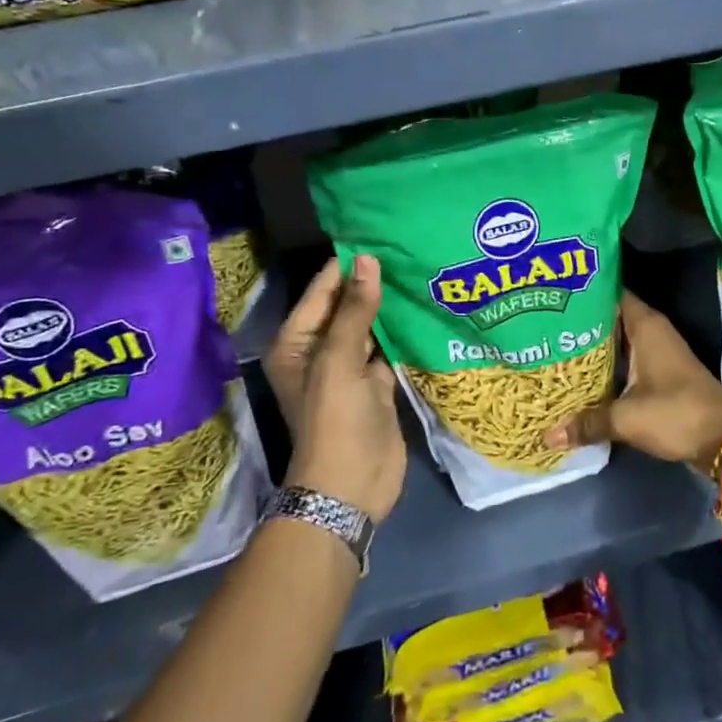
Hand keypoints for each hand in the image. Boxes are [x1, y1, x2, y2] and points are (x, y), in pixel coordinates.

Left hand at [264, 255, 406, 523]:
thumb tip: (367, 260)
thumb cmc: (335, 419)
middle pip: (346, 307)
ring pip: (370, 327)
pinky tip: (424, 309)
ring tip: (419, 270)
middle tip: (407, 249)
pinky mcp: (376, 385)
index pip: (322, 292)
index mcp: (297, 343)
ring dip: (389, 307)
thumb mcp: (339, 360)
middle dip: (372, 283)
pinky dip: (402, 333)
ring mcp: (350, 369)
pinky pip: (388, 349)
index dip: (347, 266)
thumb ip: (354, 310)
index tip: (378, 236)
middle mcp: (320, 351)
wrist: (352, 485)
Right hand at [544, 292, 721, 476]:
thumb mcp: (626, 418)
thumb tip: (548, 435)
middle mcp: (653, 331)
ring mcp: (659, 351)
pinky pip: (627, 358)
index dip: (584, 293)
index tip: (554, 295)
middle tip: (545, 323)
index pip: (611, 293)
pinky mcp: (661, 371)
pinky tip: (583, 373)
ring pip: (619, 340)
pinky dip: (608, 363)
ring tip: (556, 346)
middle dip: (582, 322)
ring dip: (594, 345)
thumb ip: (587, 422)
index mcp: (646, 326)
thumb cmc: (675, 414)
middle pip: (611, 317)